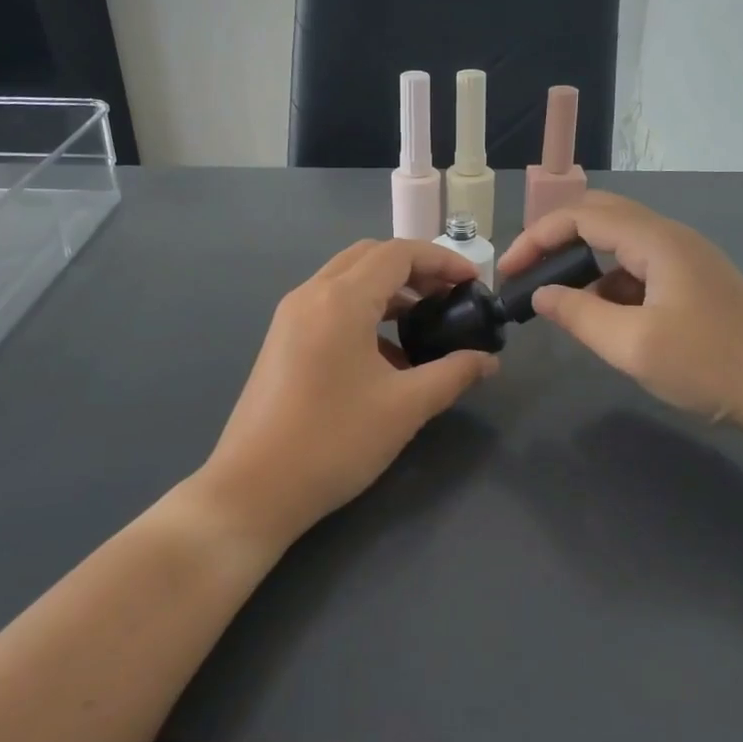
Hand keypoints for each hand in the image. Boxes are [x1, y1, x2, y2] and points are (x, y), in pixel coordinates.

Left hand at [196, 239, 497, 550]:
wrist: (254, 488)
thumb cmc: (335, 441)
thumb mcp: (405, 407)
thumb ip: (453, 374)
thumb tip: (488, 361)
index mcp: (341, 300)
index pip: (398, 253)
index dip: (442, 260)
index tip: (473, 282)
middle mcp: (310, 295)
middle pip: (369, 257)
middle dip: (415, 268)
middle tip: (449, 296)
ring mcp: (290, 318)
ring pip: (346, 281)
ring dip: (388, 290)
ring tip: (424, 322)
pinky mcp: (281, 342)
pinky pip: (329, 307)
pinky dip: (363, 313)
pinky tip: (387, 355)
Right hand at [499, 193, 742, 457]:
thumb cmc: (711, 365)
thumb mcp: (634, 345)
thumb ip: (579, 315)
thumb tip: (541, 295)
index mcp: (657, 241)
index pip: (582, 216)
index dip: (538, 237)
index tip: (508, 271)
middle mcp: (670, 238)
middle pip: (600, 218)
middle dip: (555, 241)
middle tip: (525, 274)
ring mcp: (685, 260)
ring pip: (619, 245)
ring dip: (582, 264)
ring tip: (554, 300)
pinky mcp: (692, 284)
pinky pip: (637, 270)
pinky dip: (608, 285)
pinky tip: (599, 317)